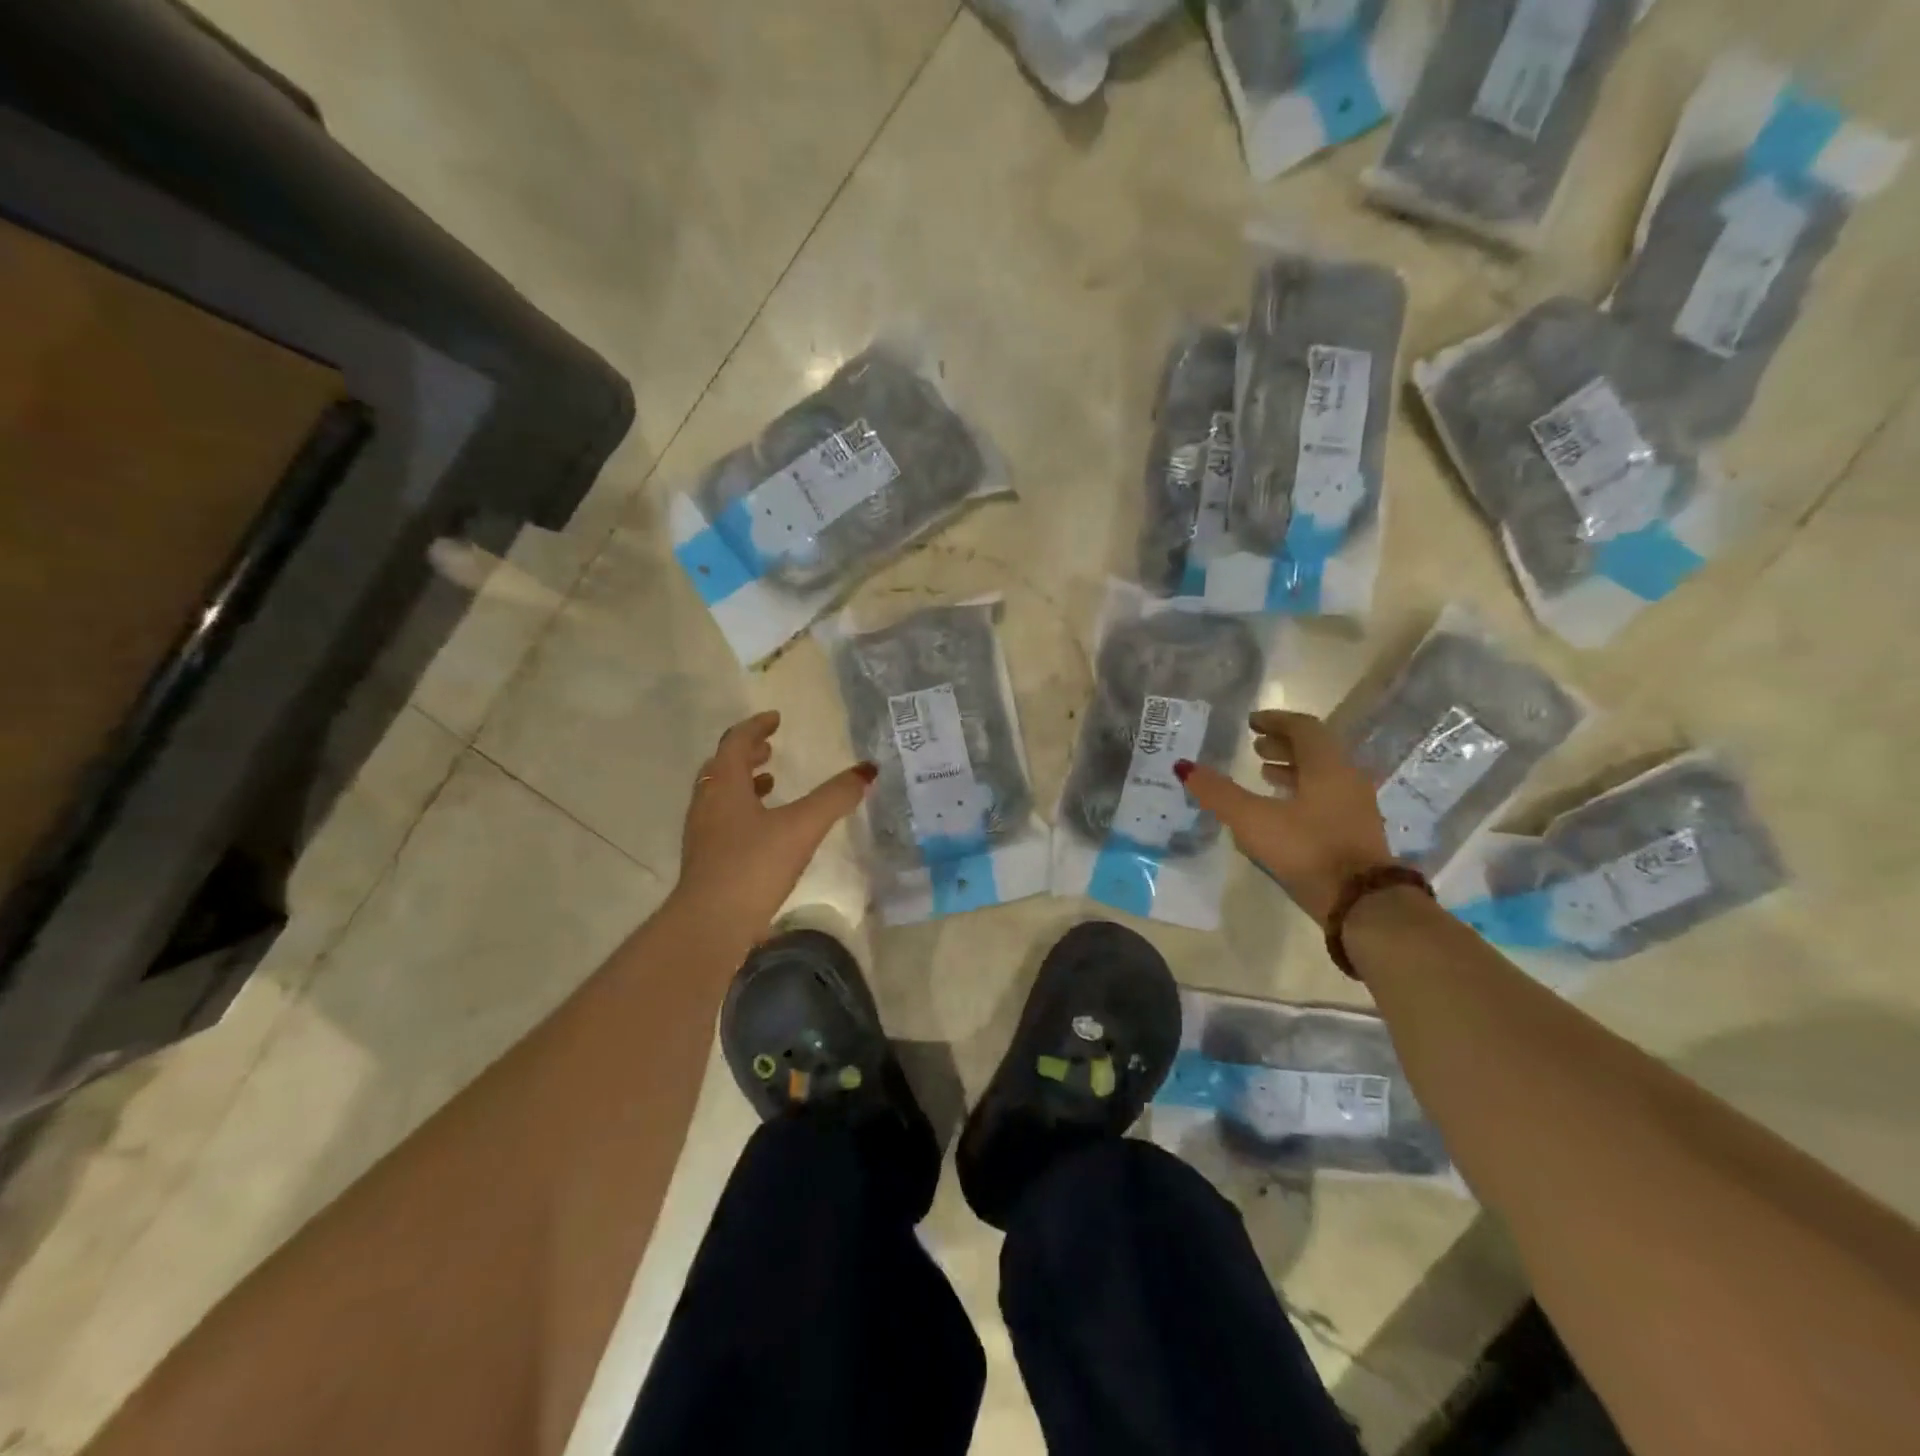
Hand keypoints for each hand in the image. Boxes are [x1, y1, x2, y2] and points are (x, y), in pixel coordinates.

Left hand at [676, 710, 875, 930]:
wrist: (711, 924)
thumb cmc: (754, 865)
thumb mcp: (802, 827)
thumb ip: (834, 798)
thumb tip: (866, 771)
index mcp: (725, 786)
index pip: (735, 742)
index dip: (756, 727)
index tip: (775, 719)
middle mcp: (708, 803)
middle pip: (723, 767)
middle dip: (746, 754)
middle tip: (770, 748)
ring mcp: (703, 834)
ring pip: (721, 795)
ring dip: (744, 783)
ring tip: (770, 783)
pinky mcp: (707, 861)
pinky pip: (723, 821)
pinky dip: (743, 811)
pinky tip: (765, 830)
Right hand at [1175, 709, 1393, 927]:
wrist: (1362, 904)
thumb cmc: (1307, 849)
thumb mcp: (1254, 820)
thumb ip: (1219, 793)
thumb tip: (1184, 766)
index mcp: (1327, 766)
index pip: (1304, 728)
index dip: (1276, 720)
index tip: (1252, 722)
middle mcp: (1346, 779)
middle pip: (1315, 750)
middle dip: (1283, 745)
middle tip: (1254, 748)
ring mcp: (1355, 807)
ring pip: (1322, 776)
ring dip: (1292, 769)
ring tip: (1263, 774)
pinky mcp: (1354, 833)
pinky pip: (1326, 799)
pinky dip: (1301, 793)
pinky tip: (1281, 811)